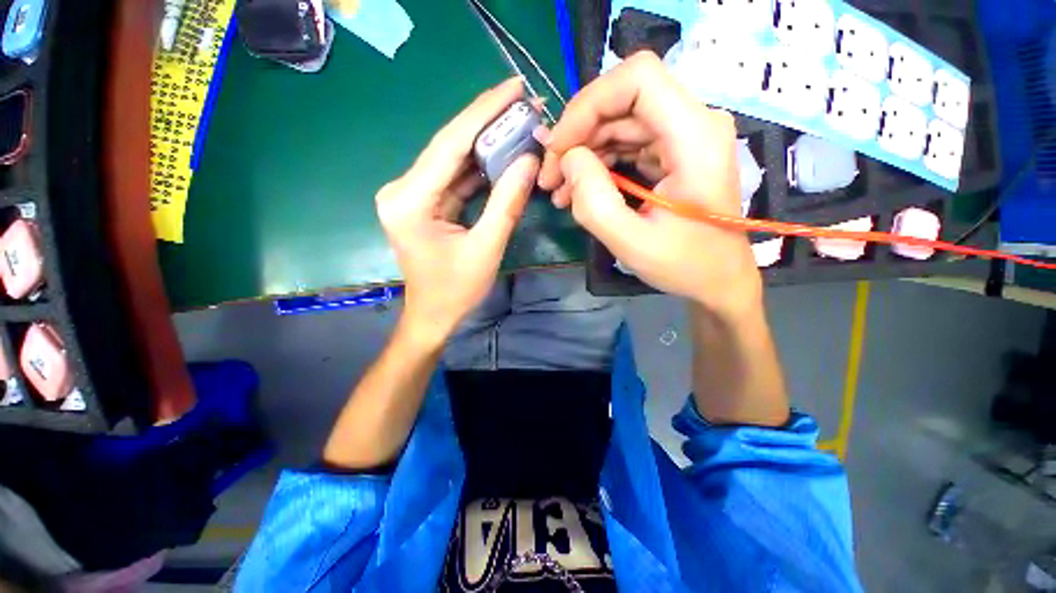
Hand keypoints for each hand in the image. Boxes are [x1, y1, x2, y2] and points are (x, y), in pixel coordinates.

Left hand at [377, 78, 538, 342]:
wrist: (433, 315)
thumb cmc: (456, 290)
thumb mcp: (486, 248)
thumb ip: (506, 204)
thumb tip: (528, 161)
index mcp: (410, 200)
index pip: (450, 144)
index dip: (483, 112)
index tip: (514, 86)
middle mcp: (403, 189)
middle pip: (449, 147)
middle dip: (487, 123)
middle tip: (522, 101)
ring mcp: (412, 195)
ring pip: (453, 160)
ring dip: (485, 144)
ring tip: (517, 123)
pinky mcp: (423, 203)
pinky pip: (454, 178)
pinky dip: (478, 169)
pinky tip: (501, 154)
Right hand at [539, 52, 761, 316]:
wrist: (718, 279)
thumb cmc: (685, 265)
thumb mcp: (631, 242)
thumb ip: (593, 201)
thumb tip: (569, 159)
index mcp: (695, 137)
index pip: (637, 79)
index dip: (588, 105)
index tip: (558, 147)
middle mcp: (694, 123)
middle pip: (623, 100)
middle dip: (577, 135)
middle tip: (550, 177)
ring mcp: (684, 136)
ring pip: (620, 121)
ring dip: (583, 151)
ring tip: (559, 190)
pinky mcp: (673, 152)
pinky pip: (627, 142)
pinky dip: (598, 163)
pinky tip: (578, 190)